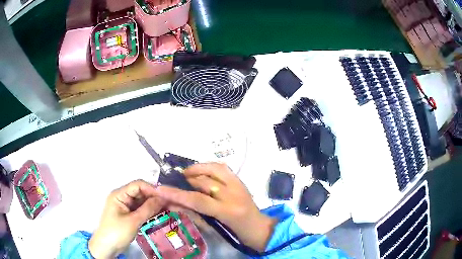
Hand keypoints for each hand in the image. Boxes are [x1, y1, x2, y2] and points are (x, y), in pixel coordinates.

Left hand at [89, 180, 163, 257]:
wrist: (107, 247)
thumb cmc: (117, 232)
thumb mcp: (133, 221)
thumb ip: (147, 209)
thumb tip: (162, 199)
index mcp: (119, 194)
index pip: (137, 185)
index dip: (151, 189)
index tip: (165, 196)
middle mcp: (122, 198)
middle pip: (140, 192)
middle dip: (154, 197)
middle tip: (169, 204)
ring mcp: (125, 207)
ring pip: (142, 202)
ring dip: (153, 205)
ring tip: (167, 209)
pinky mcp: (129, 215)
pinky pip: (141, 210)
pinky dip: (149, 211)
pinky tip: (160, 214)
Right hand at [155, 163, 276, 251]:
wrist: (259, 228)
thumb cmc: (235, 232)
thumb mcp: (212, 227)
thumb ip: (192, 213)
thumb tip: (172, 203)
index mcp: (226, 211)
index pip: (196, 200)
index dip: (175, 194)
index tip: (159, 189)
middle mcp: (233, 194)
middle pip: (203, 181)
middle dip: (184, 180)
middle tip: (174, 182)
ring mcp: (238, 185)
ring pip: (213, 168)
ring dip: (197, 169)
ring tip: (186, 175)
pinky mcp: (241, 180)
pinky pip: (222, 167)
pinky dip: (208, 167)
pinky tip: (201, 172)